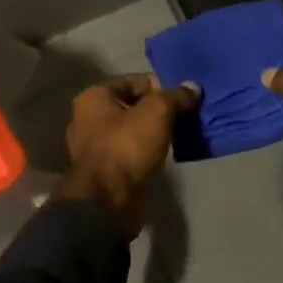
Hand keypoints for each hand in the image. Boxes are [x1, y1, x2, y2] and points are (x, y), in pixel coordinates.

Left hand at [56, 74, 200, 235]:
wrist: (108, 201)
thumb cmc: (127, 145)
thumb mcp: (157, 111)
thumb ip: (176, 96)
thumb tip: (194, 87)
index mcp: (94, 96)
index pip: (136, 81)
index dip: (162, 86)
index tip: (186, 97)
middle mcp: (88, 118)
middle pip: (134, 106)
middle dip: (160, 110)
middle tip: (188, 115)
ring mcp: (94, 147)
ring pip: (133, 131)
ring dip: (156, 132)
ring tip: (183, 134)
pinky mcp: (105, 171)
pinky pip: (132, 152)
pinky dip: (149, 151)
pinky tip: (169, 154)